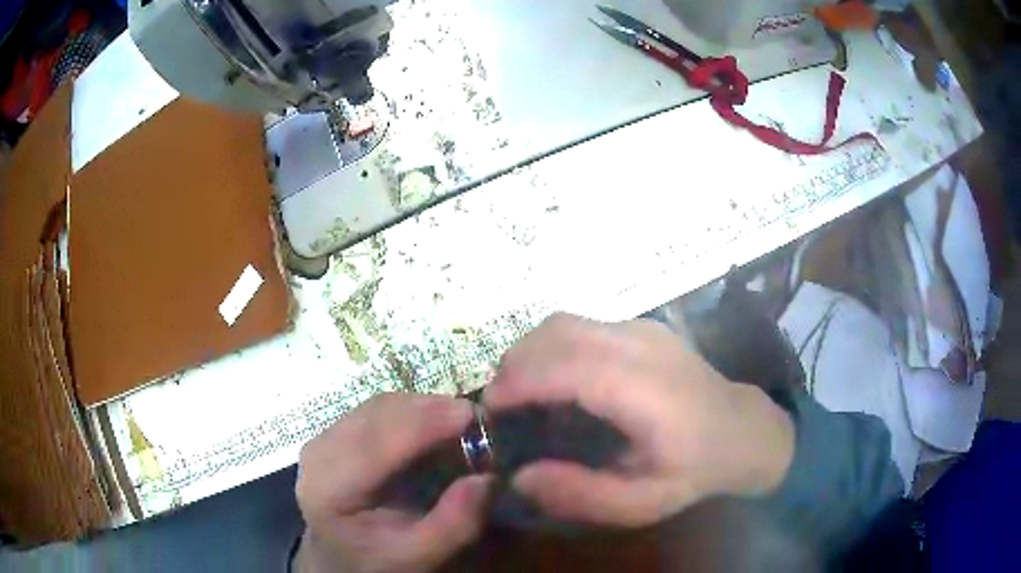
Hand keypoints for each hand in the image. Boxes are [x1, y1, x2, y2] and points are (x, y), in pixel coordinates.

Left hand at [295, 393, 491, 572]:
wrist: (340, 558)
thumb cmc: (377, 561)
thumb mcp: (419, 556)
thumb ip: (454, 525)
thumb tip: (486, 479)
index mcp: (329, 488)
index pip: (380, 441)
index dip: (428, 422)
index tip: (477, 416)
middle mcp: (319, 452)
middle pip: (380, 414)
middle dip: (433, 411)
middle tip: (480, 423)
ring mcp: (323, 437)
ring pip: (381, 406)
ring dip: (425, 409)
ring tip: (461, 427)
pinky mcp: (333, 432)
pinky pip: (377, 411)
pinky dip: (412, 414)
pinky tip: (434, 430)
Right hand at [484, 313, 794, 527]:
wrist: (743, 430)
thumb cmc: (695, 469)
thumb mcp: (642, 503)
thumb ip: (581, 494)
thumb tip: (520, 475)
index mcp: (644, 390)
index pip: (566, 367)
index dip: (518, 382)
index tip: (489, 410)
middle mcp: (640, 345)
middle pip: (556, 332)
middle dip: (515, 364)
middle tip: (503, 408)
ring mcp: (642, 328)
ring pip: (564, 322)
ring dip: (531, 353)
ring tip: (525, 396)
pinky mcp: (642, 325)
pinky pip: (581, 326)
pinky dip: (553, 348)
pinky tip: (561, 384)